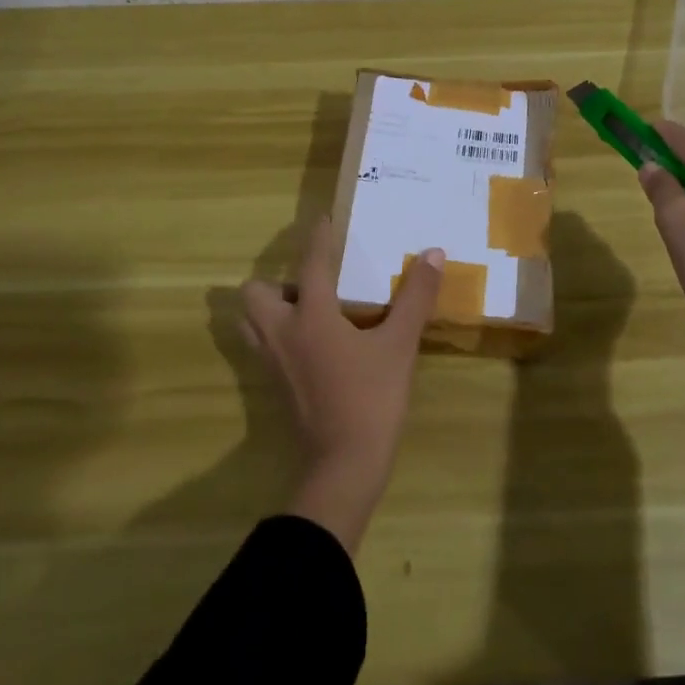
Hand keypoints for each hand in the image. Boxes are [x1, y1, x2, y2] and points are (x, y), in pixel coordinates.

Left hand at [241, 218, 444, 551]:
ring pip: (251, 322)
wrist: (344, 466)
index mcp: (310, 317)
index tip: (322, 219)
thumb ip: (415, 298)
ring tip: (307, 311)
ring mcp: (272, 363)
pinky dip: (277, 335)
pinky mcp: (274, 387)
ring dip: (270, 309)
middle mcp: (281, 334)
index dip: (317, 238)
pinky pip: (263, 347)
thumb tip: (434, 254)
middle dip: (277, 282)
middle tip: (312, 287)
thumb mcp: (399, 345)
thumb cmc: (371, 399)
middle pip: (255, 293)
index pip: (310, 265)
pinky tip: (312, 345)